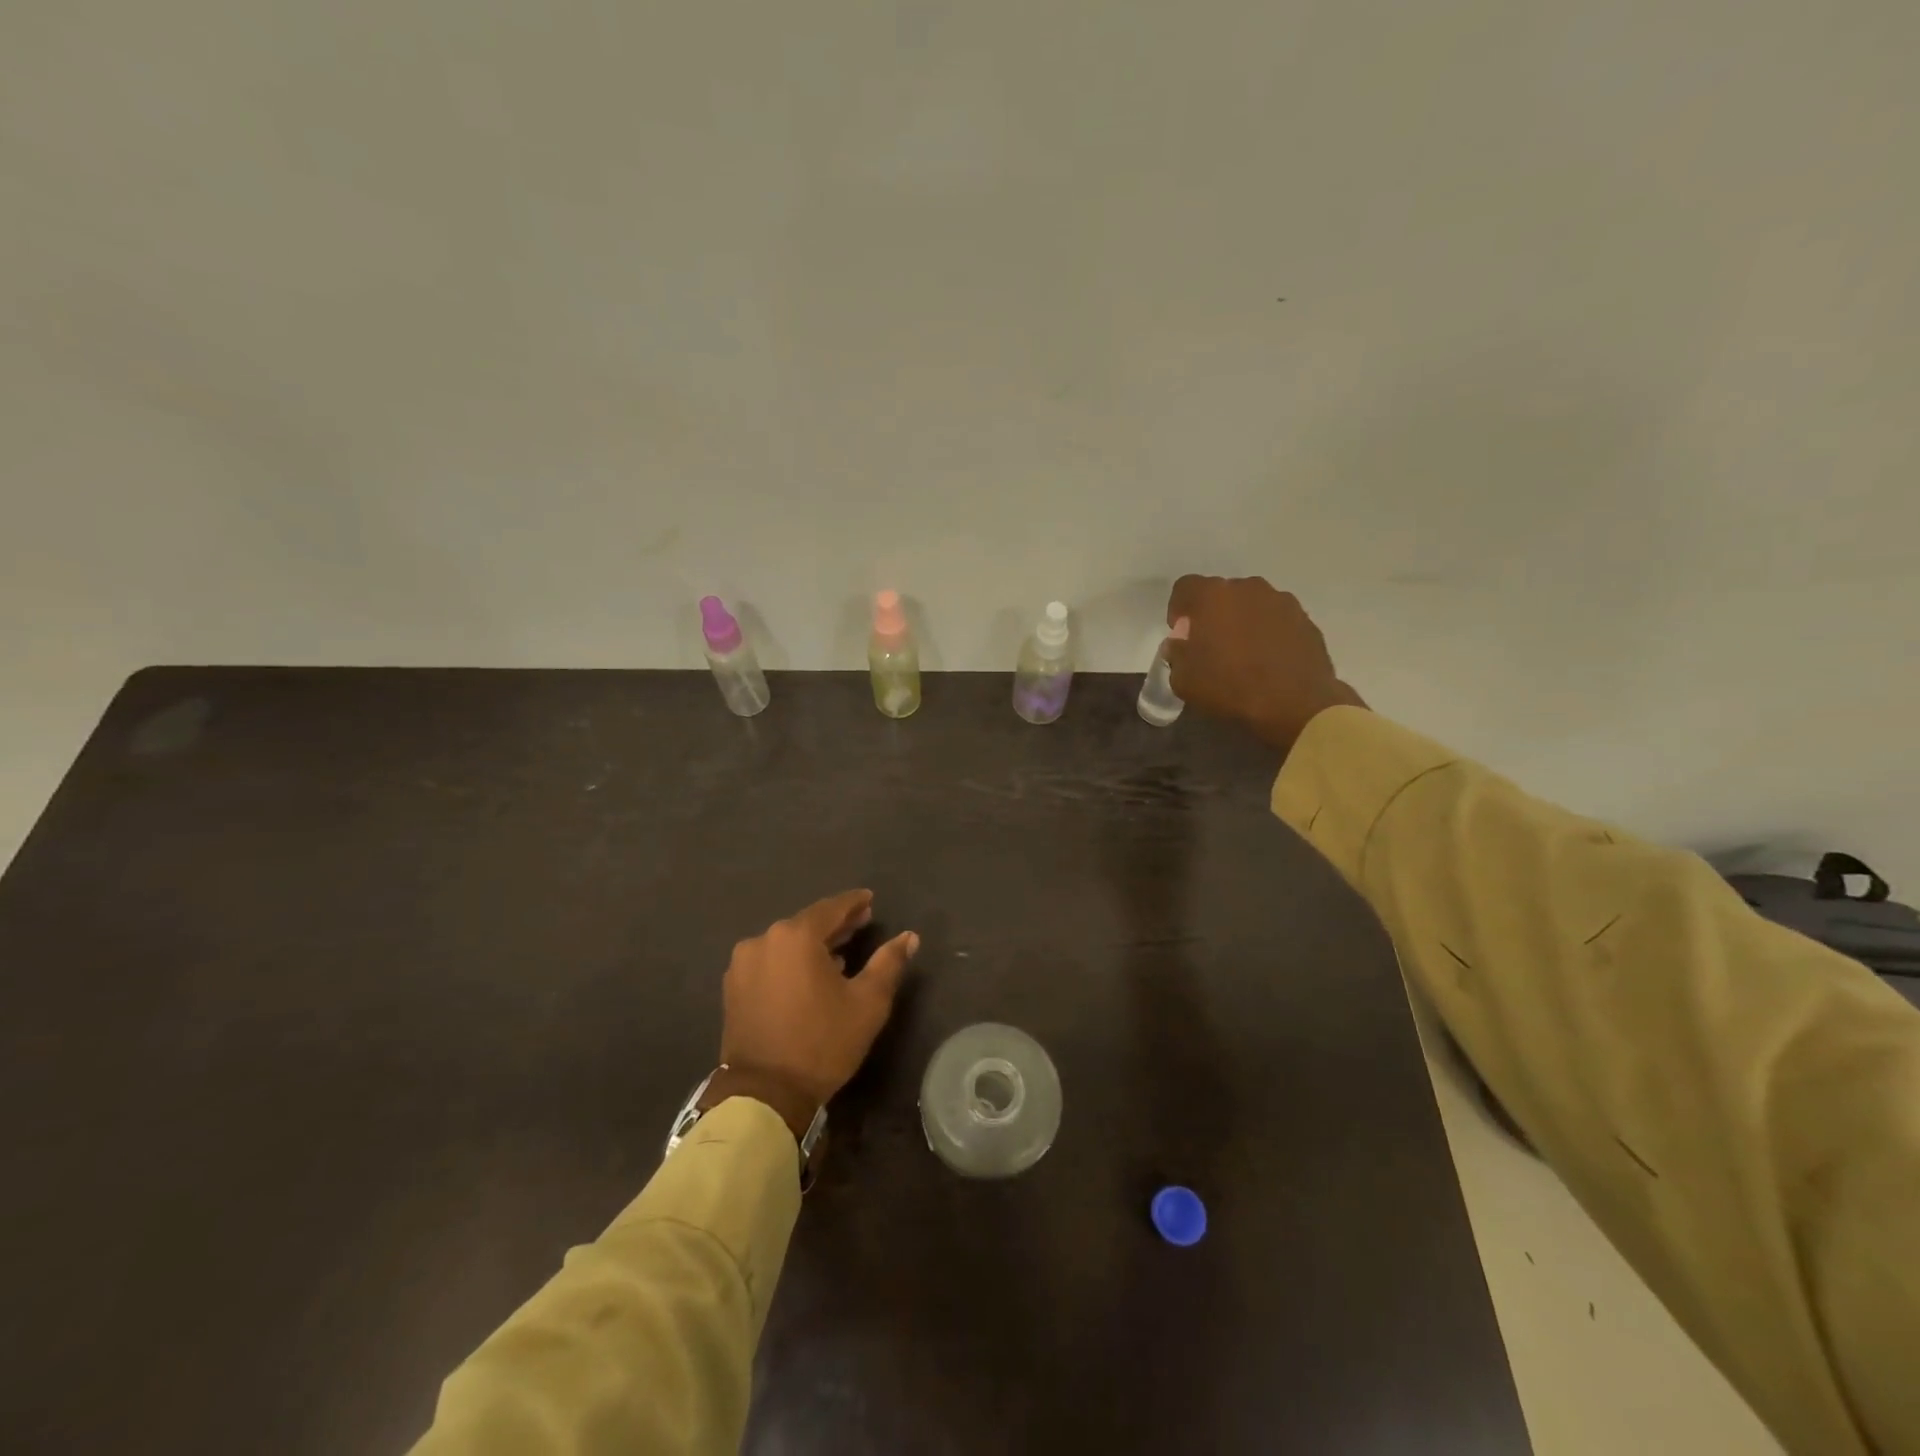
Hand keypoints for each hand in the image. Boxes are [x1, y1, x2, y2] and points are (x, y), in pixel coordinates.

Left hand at [719, 890, 919, 1108]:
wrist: (764, 1095)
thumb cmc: (822, 1043)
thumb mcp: (868, 1003)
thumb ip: (889, 963)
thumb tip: (909, 936)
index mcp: (795, 936)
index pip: (831, 908)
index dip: (854, 903)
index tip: (870, 900)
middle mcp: (764, 940)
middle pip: (806, 924)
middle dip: (835, 924)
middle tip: (861, 923)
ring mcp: (743, 964)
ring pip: (786, 943)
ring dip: (812, 944)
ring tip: (838, 954)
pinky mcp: (733, 987)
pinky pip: (769, 962)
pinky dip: (790, 962)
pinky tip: (807, 976)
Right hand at [1165, 575, 1365, 752]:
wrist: (1295, 705)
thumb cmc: (1230, 687)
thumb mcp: (1183, 679)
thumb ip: (1176, 654)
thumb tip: (1180, 644)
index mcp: (1213, 596)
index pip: (1185, 587)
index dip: (1179, 609)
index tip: (1181, 635)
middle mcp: (1248, 588)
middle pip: (1221, 593)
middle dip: (1212, 615)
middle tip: (1211, 646)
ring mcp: (1282, 601)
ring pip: (1252, 605)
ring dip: (1242, 622)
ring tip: (1243, 654)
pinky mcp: (1305, 620)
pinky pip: (1277, 620)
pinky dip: (1268, 634)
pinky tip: (1268, 661)